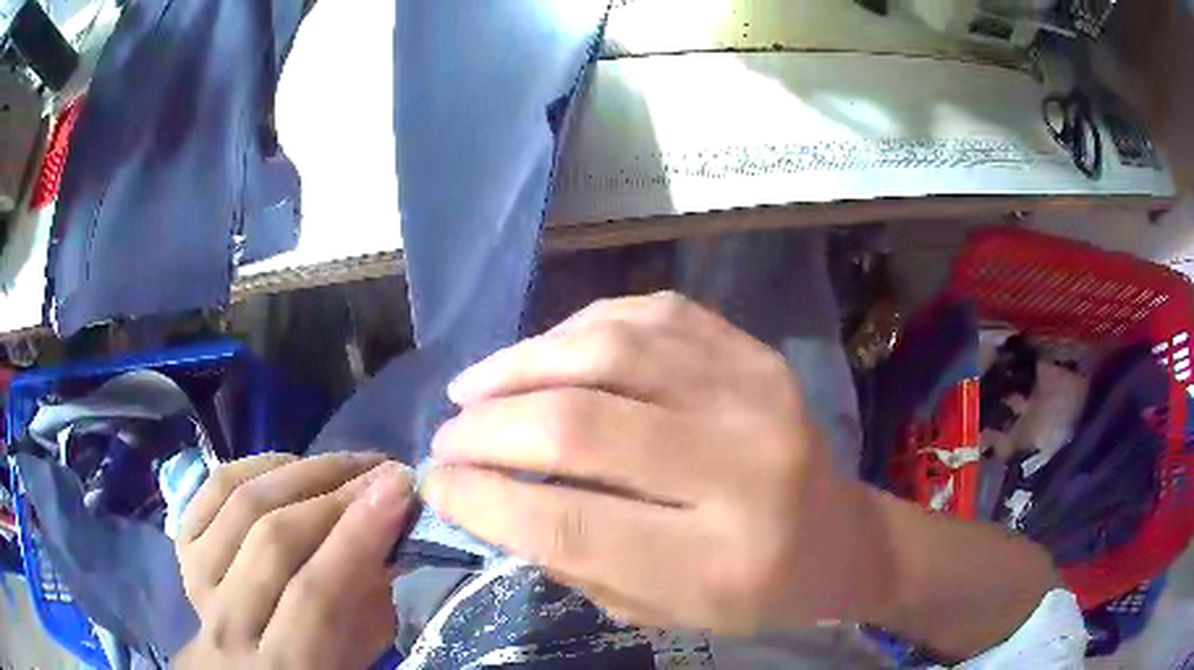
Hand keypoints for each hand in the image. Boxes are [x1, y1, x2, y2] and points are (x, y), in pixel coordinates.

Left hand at [174, 453, 416, 668]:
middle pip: (275, 540)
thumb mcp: (358, 656)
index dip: (357, 537)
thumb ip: (369, 601)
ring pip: (242, 503)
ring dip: (301, 471)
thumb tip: (384, 525)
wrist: (239, 665)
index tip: (399, 489)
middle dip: (335, 494)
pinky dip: (258, 464)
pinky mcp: (183, 544)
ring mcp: (198, 578)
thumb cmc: (314, 668)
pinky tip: (292, 464)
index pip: (316, 595)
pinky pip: (216, 486)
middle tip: (381, 469)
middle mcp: (229, 624)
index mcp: (284, 666)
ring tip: (345, 463)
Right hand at [424, 292, 895, 633]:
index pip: (569, 524)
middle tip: (448, 438)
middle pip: (579, 428)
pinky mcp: (756, 354)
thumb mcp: (660, 610)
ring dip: (520, 365)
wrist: (842, 537)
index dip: (482, 500)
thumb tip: (487, 493)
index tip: (434, 484)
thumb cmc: (753, 593)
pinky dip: (579, 331)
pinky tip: (546, 355)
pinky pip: (649, 315)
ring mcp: (756, 395)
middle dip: (487, 430)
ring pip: (608, 353)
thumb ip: (573, 559)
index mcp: (719, 562)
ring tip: (474, 389)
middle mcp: (741, 469)